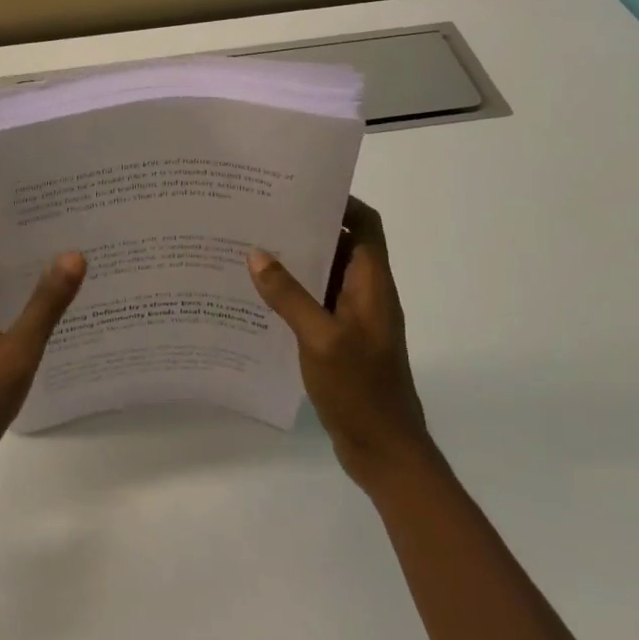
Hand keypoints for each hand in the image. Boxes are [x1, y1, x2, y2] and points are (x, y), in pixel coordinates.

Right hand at [249, 197, 428, 489]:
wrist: (385, 451)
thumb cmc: (360, 389)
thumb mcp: (320, 338)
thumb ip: (289, 296)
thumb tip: (257, 254)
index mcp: (372, 284)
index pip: (365, 225)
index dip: (341, 202)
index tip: (300, 189)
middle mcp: (367, 293)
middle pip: (342, 245)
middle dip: (308, 227)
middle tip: (263, 214)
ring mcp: (355, 319)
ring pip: (326, 275)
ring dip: (298, 261)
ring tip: (253, 247)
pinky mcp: (342, 340)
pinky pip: (317, 303)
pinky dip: (295, 293)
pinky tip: (260, 296)